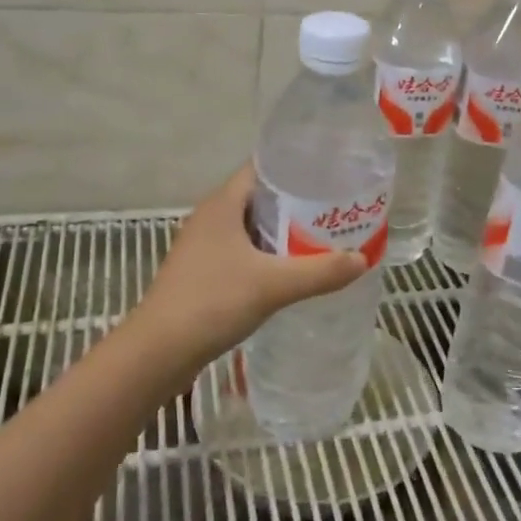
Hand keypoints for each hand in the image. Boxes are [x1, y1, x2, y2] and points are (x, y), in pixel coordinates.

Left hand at [134, 164, 368, 363]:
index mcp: (223, 203)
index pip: (263, 168)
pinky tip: (291, 270)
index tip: (330, 175)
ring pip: (251, 227)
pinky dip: (267, 255)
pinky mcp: (202, 271)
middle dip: (297, 203)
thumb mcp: (273, 285)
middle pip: (260, 197)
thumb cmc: (212, 302)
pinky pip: (243, 251)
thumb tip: (362, 259)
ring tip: (322, 238)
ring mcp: (204, 245)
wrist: (158, 352)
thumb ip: (320, 271)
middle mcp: (211, 216)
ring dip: (283, 231)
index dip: (296, 168)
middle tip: (335, 209)